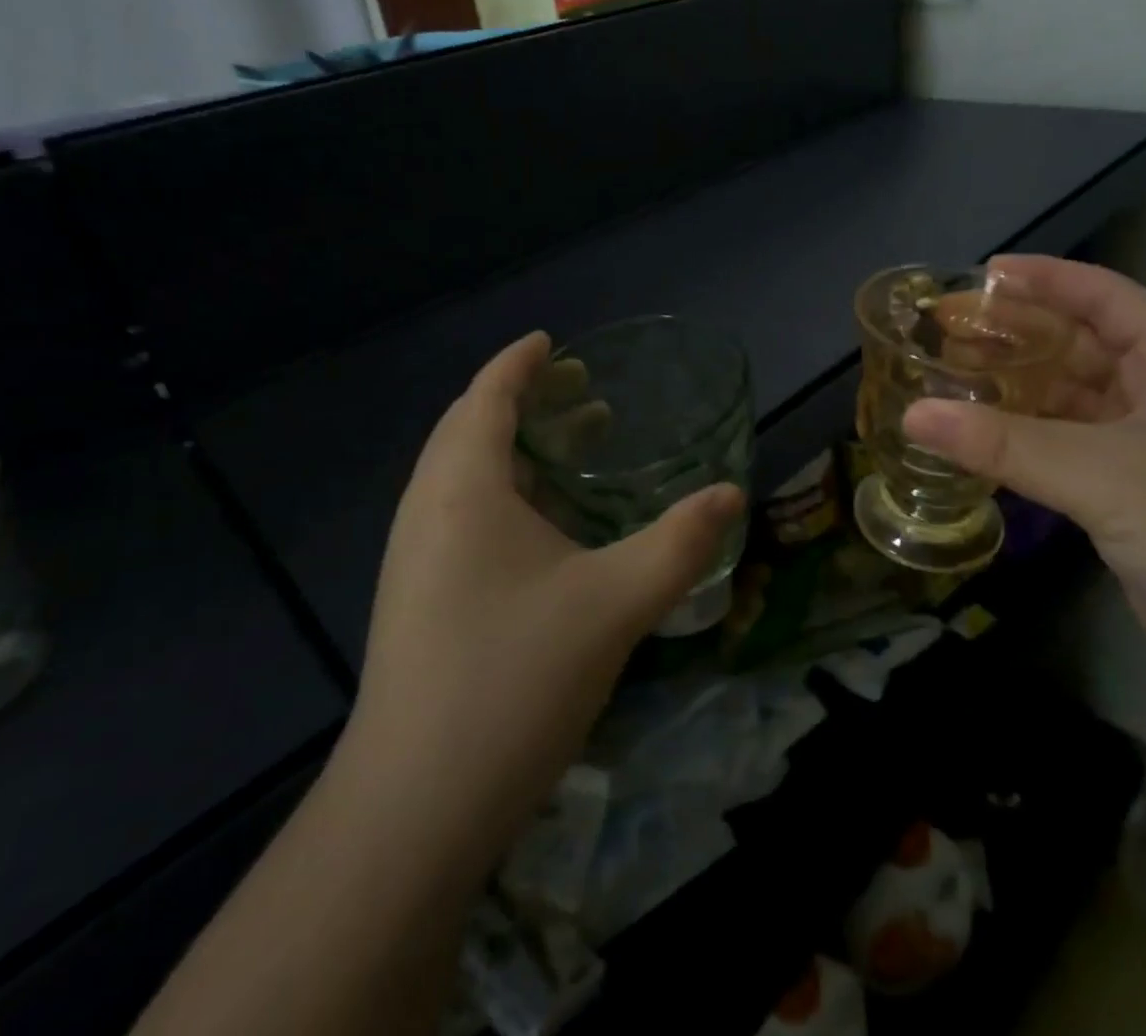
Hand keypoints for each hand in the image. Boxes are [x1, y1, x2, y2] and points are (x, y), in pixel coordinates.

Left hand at [338, 332, 743, 863]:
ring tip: (574, 446)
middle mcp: (427, 507)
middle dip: (522, 399)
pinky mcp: (417, 596)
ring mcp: (414, 555)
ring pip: (463, 473)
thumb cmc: (514, 677)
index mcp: (462, 485)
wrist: (415, 806)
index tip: (552, 341)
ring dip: (514, 448)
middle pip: (470, 427)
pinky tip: (545, 525)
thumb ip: (680, 543)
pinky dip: (503, 491)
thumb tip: (731, 493)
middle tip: (579, 390)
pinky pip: (460, 513)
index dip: (519, 362)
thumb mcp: (614, 602)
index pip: (487, 395)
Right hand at [902, 256, 1145, 720]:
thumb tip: (912, 414)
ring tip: (948, 382)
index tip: (981, 274)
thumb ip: (1004, 443)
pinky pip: (1066, 457)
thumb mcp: (1107, 474)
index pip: (1105, 296)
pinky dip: (1023, 447)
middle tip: (946, 332)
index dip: (1045, 279)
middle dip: (1017, 337)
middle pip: (1082, 348)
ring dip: (1015, 394)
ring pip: (1071, 405)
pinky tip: (977, 445)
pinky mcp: (1135, 505)